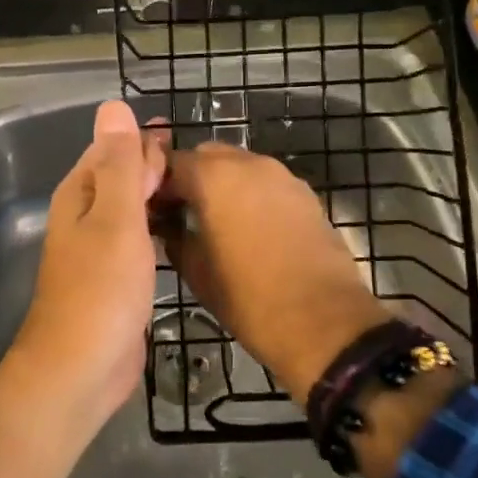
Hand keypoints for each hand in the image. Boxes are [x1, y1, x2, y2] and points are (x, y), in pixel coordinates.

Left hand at [8, 100, 167, 429]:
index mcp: (80, 193)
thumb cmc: (101, 288)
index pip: (113, 148)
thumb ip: (119, 163)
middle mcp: (85, 215)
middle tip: (201, 167)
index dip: (144, 140)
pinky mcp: (114, 278)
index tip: (183, 138)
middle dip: (154, 165)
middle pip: (121, 176)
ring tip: (199, 192)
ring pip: (131, 207)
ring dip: (158, 195)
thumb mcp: (115, 217)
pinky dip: (157, 227)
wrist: (81, 370)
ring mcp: (98, 249)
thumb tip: (113, 105)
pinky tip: (181, 232)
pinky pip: (138, 238)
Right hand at [156, 142, 389, 398]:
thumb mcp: (197, 273)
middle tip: (182, 214)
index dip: (157, 184)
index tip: (152, 211)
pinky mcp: (306, 194)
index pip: (171, 162)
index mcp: (213, 177)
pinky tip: (250, 230)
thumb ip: (175, 238)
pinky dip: (252, 195)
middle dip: (191, 178)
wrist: (325, 322)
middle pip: (207, 156)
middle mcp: (248, 163)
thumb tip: (167, 226)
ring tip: (216, 223)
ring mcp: (282, 176)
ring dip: (223, 185)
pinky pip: (267, 183)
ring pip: (240, 166)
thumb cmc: (250, 299)